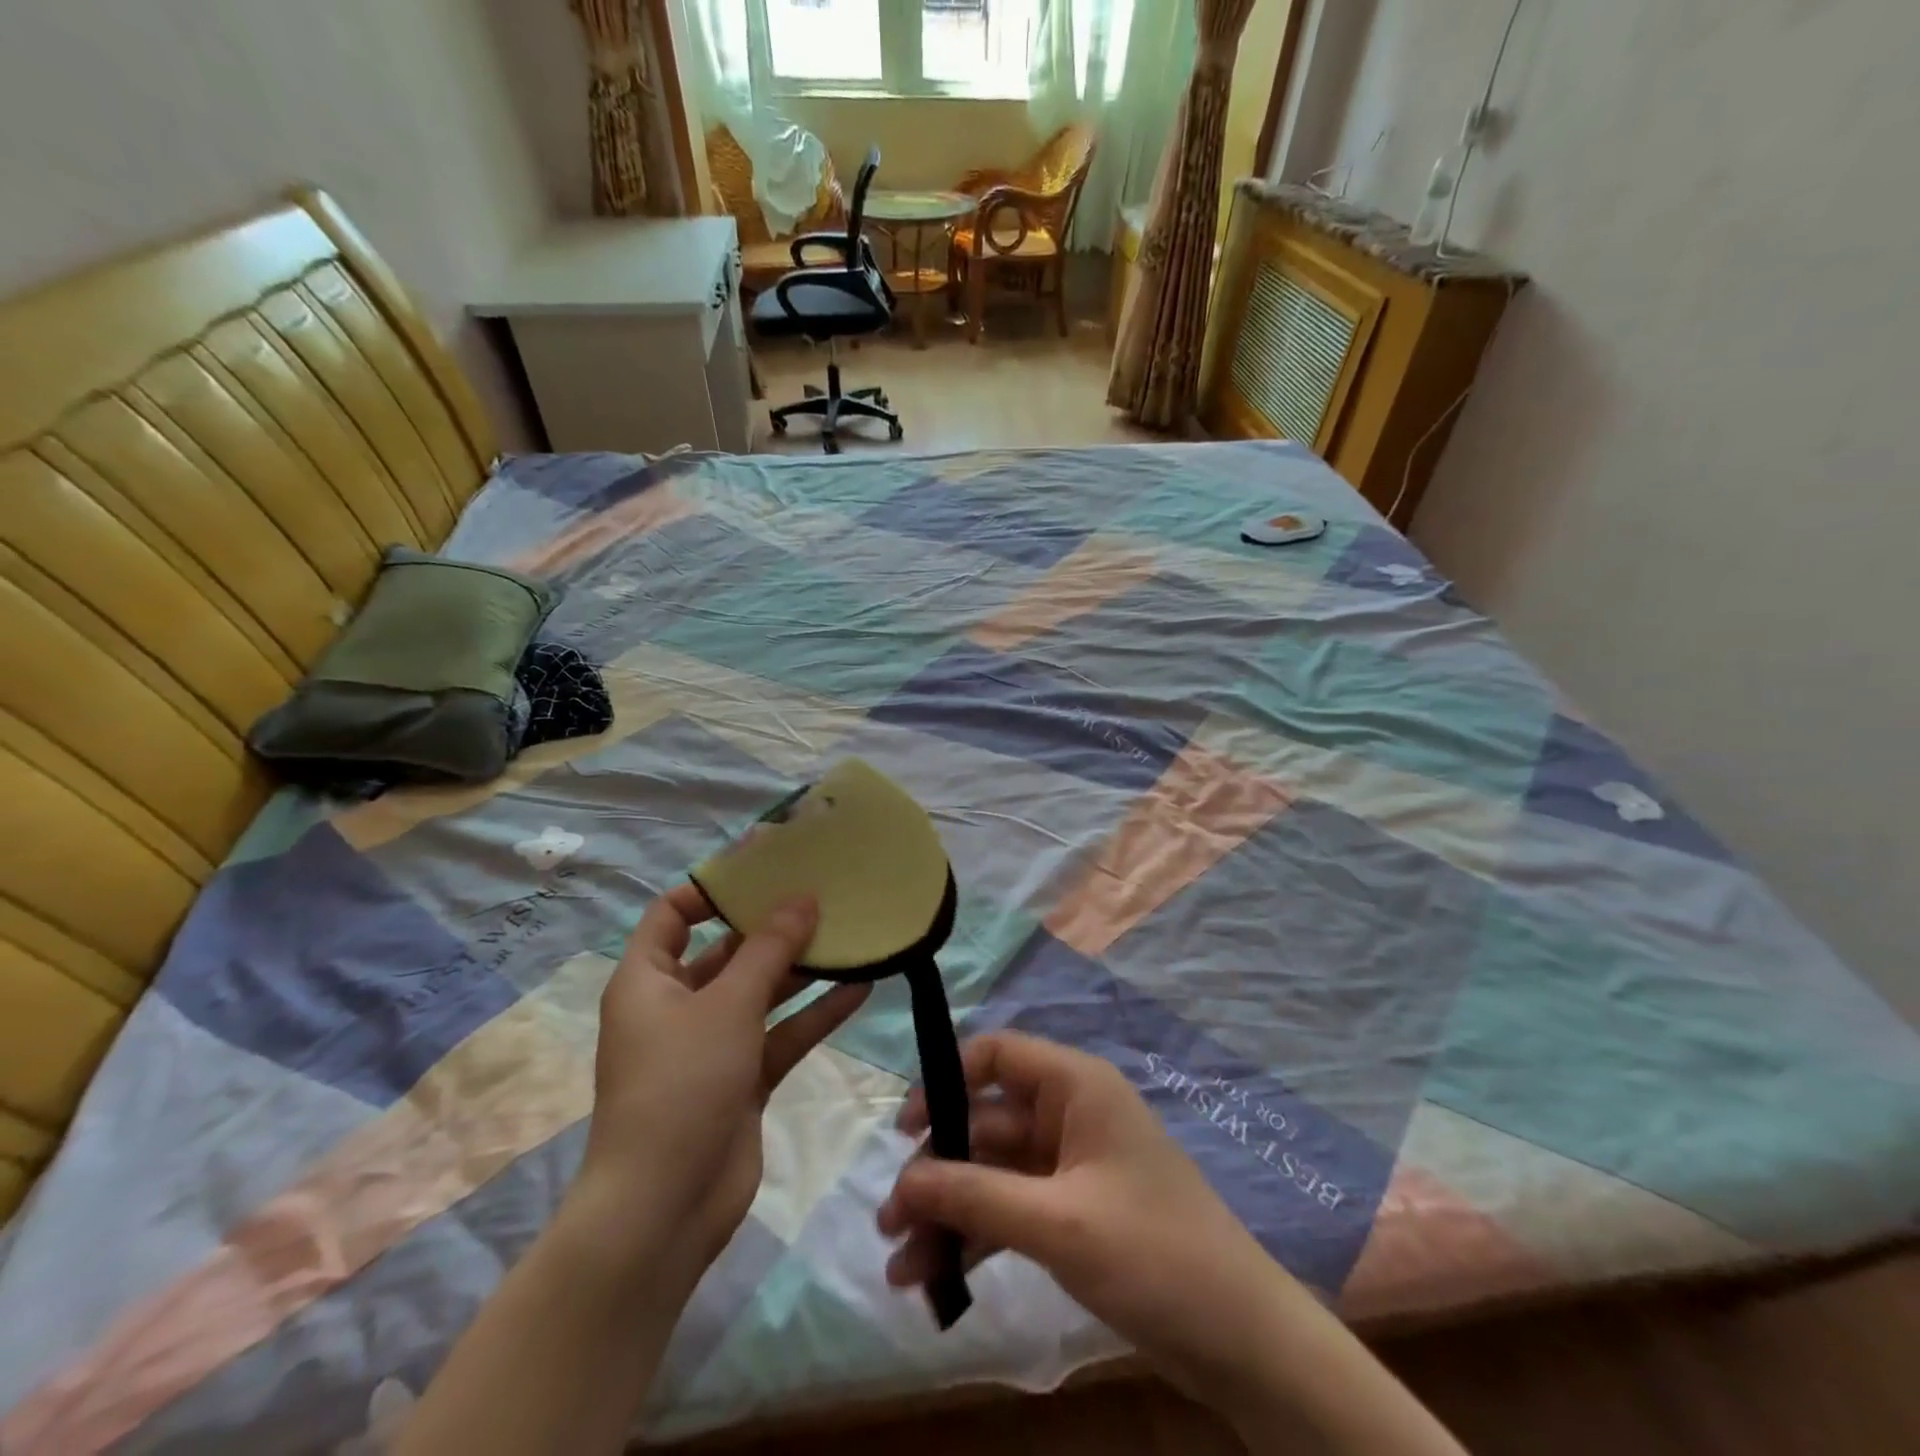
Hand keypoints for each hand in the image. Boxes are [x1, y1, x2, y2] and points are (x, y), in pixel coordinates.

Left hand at [574, 884, 869, 1270]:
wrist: (664, 1209)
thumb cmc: (681, 1084)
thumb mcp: (728, 1004)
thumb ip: (770, 948)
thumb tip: (804, 897)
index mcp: (648, 980)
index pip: (672, 915)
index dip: (711, 888)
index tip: (764, 869)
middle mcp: (676, 1006)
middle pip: (726, 951)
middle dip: (772, 927)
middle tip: (823, 896)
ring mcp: (711, 1045)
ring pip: (761, 993)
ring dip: (802, 970)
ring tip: (850, 936)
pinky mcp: (742, 1079)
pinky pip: (781, 1034)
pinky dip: (813, 1014)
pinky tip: (861, 988)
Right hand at [877, 1032, 1302, 1401]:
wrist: (1243, 1341)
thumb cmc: (1153, 1254)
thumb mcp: (1058, 1222)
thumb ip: (976, 1195)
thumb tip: (904, 1178)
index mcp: (1075, 1086)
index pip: (996, 1055)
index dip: (945, 1081)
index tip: (904, 1130)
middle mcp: (1069, 1114)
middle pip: (986, 1123)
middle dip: (937, 1170)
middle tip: (890, 1221)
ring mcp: (1071, 1166)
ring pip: (993, 1173)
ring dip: (948, 1213)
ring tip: (900, 1267)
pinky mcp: (1073, 1213)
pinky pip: (1011, 1210)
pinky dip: (976, 1238)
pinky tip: (937, 1280)